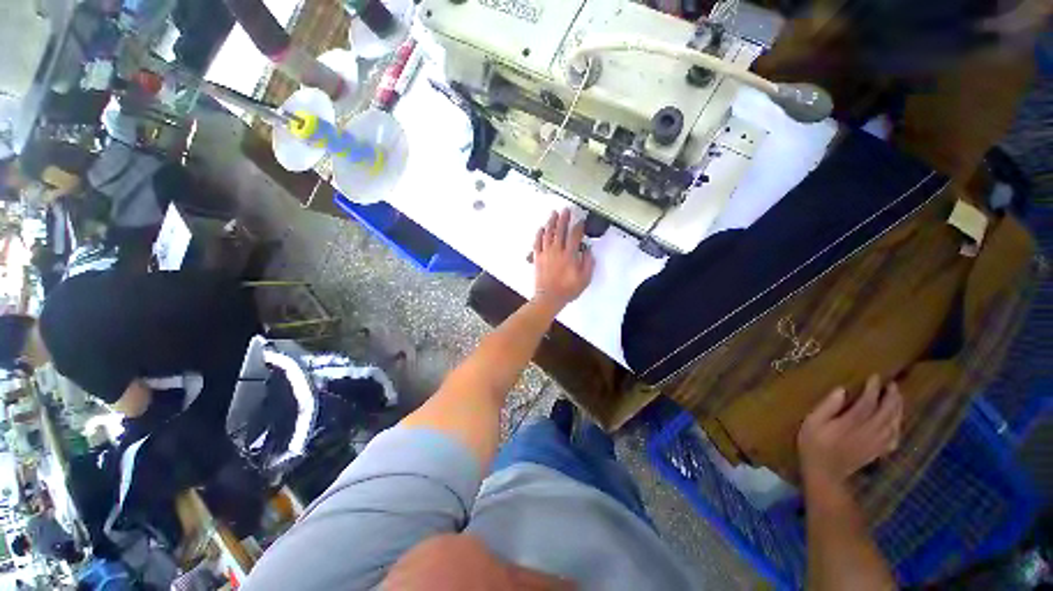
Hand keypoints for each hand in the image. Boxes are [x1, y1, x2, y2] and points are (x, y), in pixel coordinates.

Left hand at [532, 209, 594, 311]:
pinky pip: (537, 243)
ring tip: (553, 214)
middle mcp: (557, 251)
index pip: (575, 236)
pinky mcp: (537, 258)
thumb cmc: (567, 290)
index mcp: (569, 255)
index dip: (578, 227)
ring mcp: (546, 254)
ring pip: (548, 234)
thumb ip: (588, 263)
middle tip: (565, 210)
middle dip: (563, 219)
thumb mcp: (584, 279)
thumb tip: (588, 251)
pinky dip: (539, 234)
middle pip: (560, 231)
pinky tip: (541, 228)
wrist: (549, 298)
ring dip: (551, 222)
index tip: (581, 221)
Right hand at [798, 375, 902, 488]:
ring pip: (894, 424)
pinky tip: (897, 423)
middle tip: (893, 385)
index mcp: (852, 423)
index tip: (875, 377)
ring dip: (898, 410)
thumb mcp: (812, 422)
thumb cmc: (814, 444)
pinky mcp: (878, 451)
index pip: (868, 402)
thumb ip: (827, 406)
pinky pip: (894, 438)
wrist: (825, 473)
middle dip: (892, 397)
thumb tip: (841, 390)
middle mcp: (869, 431)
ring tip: (898, 399)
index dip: (873, 389)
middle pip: (887, 412)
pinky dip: (898, 427)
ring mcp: (876, 443)